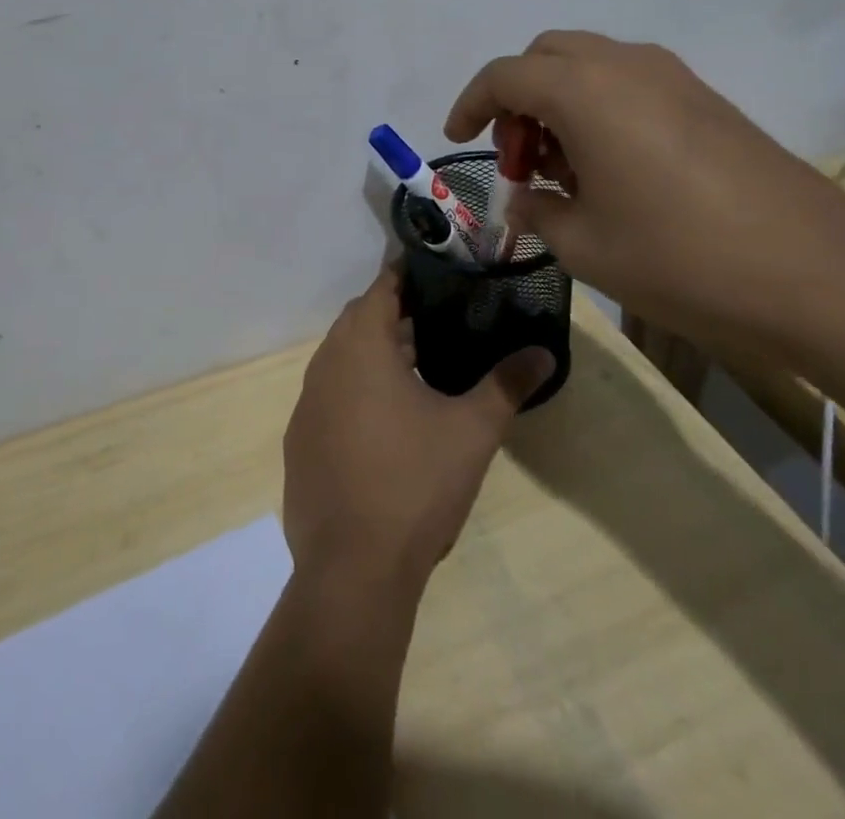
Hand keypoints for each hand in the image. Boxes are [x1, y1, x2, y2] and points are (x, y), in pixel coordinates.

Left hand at [282, 270, 554, 594]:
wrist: (352, 571)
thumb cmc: (414, 485)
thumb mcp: (472, 431)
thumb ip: (507, 384)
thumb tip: (544, 351)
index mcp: (360, 347)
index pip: (382, 288)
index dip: (408, 275)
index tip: (439, 272)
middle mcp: (325, 364)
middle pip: (360, 320)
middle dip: (396, 313)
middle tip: (440, 318)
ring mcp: (307, 404)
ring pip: (343, 358)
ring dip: (376, 354)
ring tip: (420, 365)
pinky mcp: (300, 441)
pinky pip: (330, 396)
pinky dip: (356, 390)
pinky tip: (386, 421)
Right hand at [446, 32, 844, 355]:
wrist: (815, 271)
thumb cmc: (679, 256)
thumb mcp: (584, 245)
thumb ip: (538, 211)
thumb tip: (528, 198)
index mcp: (583, 91)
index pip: (504, 76)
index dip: (470, 104)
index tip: (457, 139)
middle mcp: (624, 66)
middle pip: (546, 56)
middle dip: (517, 99)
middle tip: (519, 158)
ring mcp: (672, 77)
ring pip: (589, 64)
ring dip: (559, 101)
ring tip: (564, 169)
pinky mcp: (705, 99)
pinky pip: (629, 82)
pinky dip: (599, 107)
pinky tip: (613, 168)